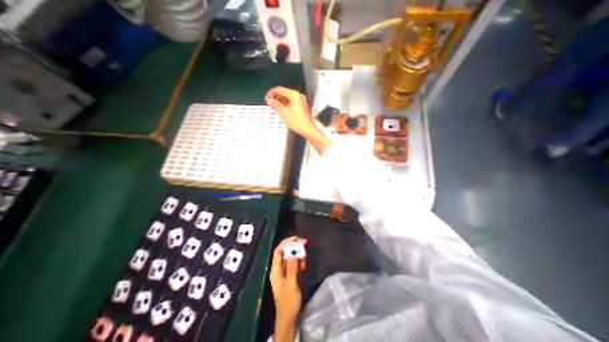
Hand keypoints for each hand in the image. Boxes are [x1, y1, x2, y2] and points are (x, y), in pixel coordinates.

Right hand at [264, 86, 316, 137]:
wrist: (308, 129)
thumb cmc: (297, 121)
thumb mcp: (285, 113)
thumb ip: (276, 105)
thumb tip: (269, 100)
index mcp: (294, 95)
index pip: (279, 89)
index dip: (271, 93)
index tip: (266, 99)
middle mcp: (298, 95)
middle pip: (284, 92)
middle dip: (276, 97)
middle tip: (270, 103)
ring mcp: (301, 100)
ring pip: (288, 97)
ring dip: (280, 100)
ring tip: (274, 107)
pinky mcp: (302, 105)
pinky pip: (291, 101)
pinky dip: (285, 103)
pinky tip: (282, 109)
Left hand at [270, 237, 306, 323]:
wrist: (289, 318)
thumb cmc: (288, 303)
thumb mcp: (291, 285)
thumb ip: (292, 269)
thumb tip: (293, 253)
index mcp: (276, 271)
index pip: (278, 252)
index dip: (285, 242)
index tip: (295, 238)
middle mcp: (279, 269)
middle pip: (285, 253)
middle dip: (294, 246)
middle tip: (304, 243)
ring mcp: (285, 272)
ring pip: (290, 257)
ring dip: (298, 254)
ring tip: (305, 256)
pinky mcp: (290, 275)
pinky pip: (294, 264)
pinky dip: (299, 262)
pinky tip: (304, 264)